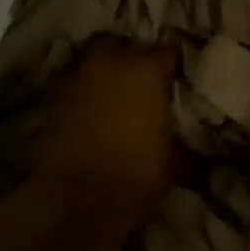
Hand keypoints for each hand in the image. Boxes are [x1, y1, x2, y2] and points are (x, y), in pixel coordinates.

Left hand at [31, 37, 180, 229]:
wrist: (77, 200)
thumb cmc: (136, 175)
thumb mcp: (176, 163)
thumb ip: (184, 142)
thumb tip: (197, 146)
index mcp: (146, 71)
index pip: (167, 54)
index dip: (172, 68)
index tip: (176, 83)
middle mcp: (110, 64)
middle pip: (124, 50)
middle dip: (132, 64)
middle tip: (142, 88)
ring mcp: (77, 79)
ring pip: (94, 66)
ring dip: (104, 79)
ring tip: (114, 101)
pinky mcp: (52, 100)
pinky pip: (74, 89)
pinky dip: (83, 98)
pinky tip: (90, 117)